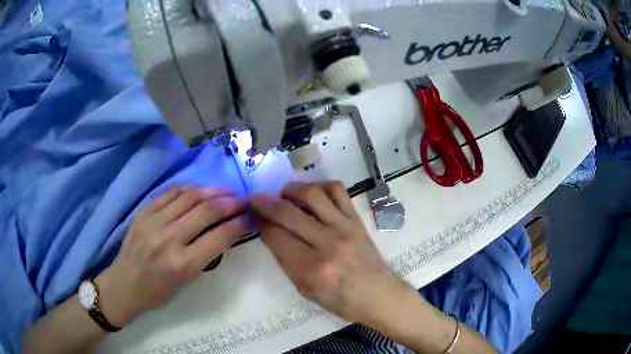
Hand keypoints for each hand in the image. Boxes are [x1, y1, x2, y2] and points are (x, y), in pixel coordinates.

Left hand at [96, 186, 248, 326]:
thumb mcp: (187, 282)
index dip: (238, 224)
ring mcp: (153, 222)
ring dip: (212, 191)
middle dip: (229, 202)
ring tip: (225, 191)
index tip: (249, 217)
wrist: (124, 285)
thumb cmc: (158, 292)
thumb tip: (223, 231)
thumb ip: (205, 255)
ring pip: (189, 196)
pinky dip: (189, 189)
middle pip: (206, 211)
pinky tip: (199, 190)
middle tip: (242, 200)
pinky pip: (170, 193)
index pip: (219, 237)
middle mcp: (168, 239)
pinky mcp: (143, 212)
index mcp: (182, 264)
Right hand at [250, 181, 403, 324]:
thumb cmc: (338, 299)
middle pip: (287, 212)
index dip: (259, 222)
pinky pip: (338, 191)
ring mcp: (344, 227)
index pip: (275, 236)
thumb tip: (270, 230)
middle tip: (255, 199)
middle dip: (264, 202)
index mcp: (310, 268)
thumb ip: (285, 259)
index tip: (252, 214)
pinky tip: (312, 194)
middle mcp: (327, 243)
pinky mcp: (357, 219)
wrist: (377, 294)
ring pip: (312, 194)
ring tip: (283, 194)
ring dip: (291, 189)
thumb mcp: (304, 288)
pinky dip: (321, 186)